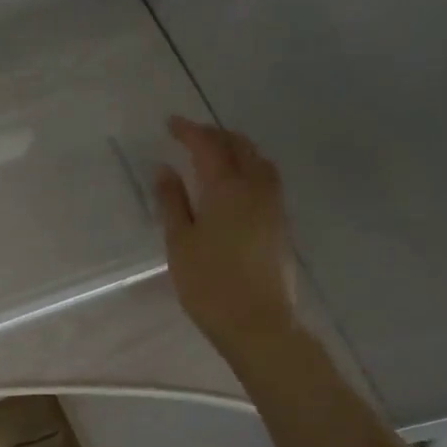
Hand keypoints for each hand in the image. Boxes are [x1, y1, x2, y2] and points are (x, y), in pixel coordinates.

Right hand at [154, 116, 296, 352]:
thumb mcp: (180, 242)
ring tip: (216, 153)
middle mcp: (256, 188)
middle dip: (215, 135)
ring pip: (259, 162)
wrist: (258, 323)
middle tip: (191, 135)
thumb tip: (165, 169)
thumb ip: (172, 202)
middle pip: (240, 147)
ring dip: (237, 149)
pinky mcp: (281, 224)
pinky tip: (236, 183)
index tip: (170, 123)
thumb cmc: (209, 284)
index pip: (207, 146)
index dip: (188, 131)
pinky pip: (267, 180)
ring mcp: (274, 206)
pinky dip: (249, 168)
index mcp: (226, 188)